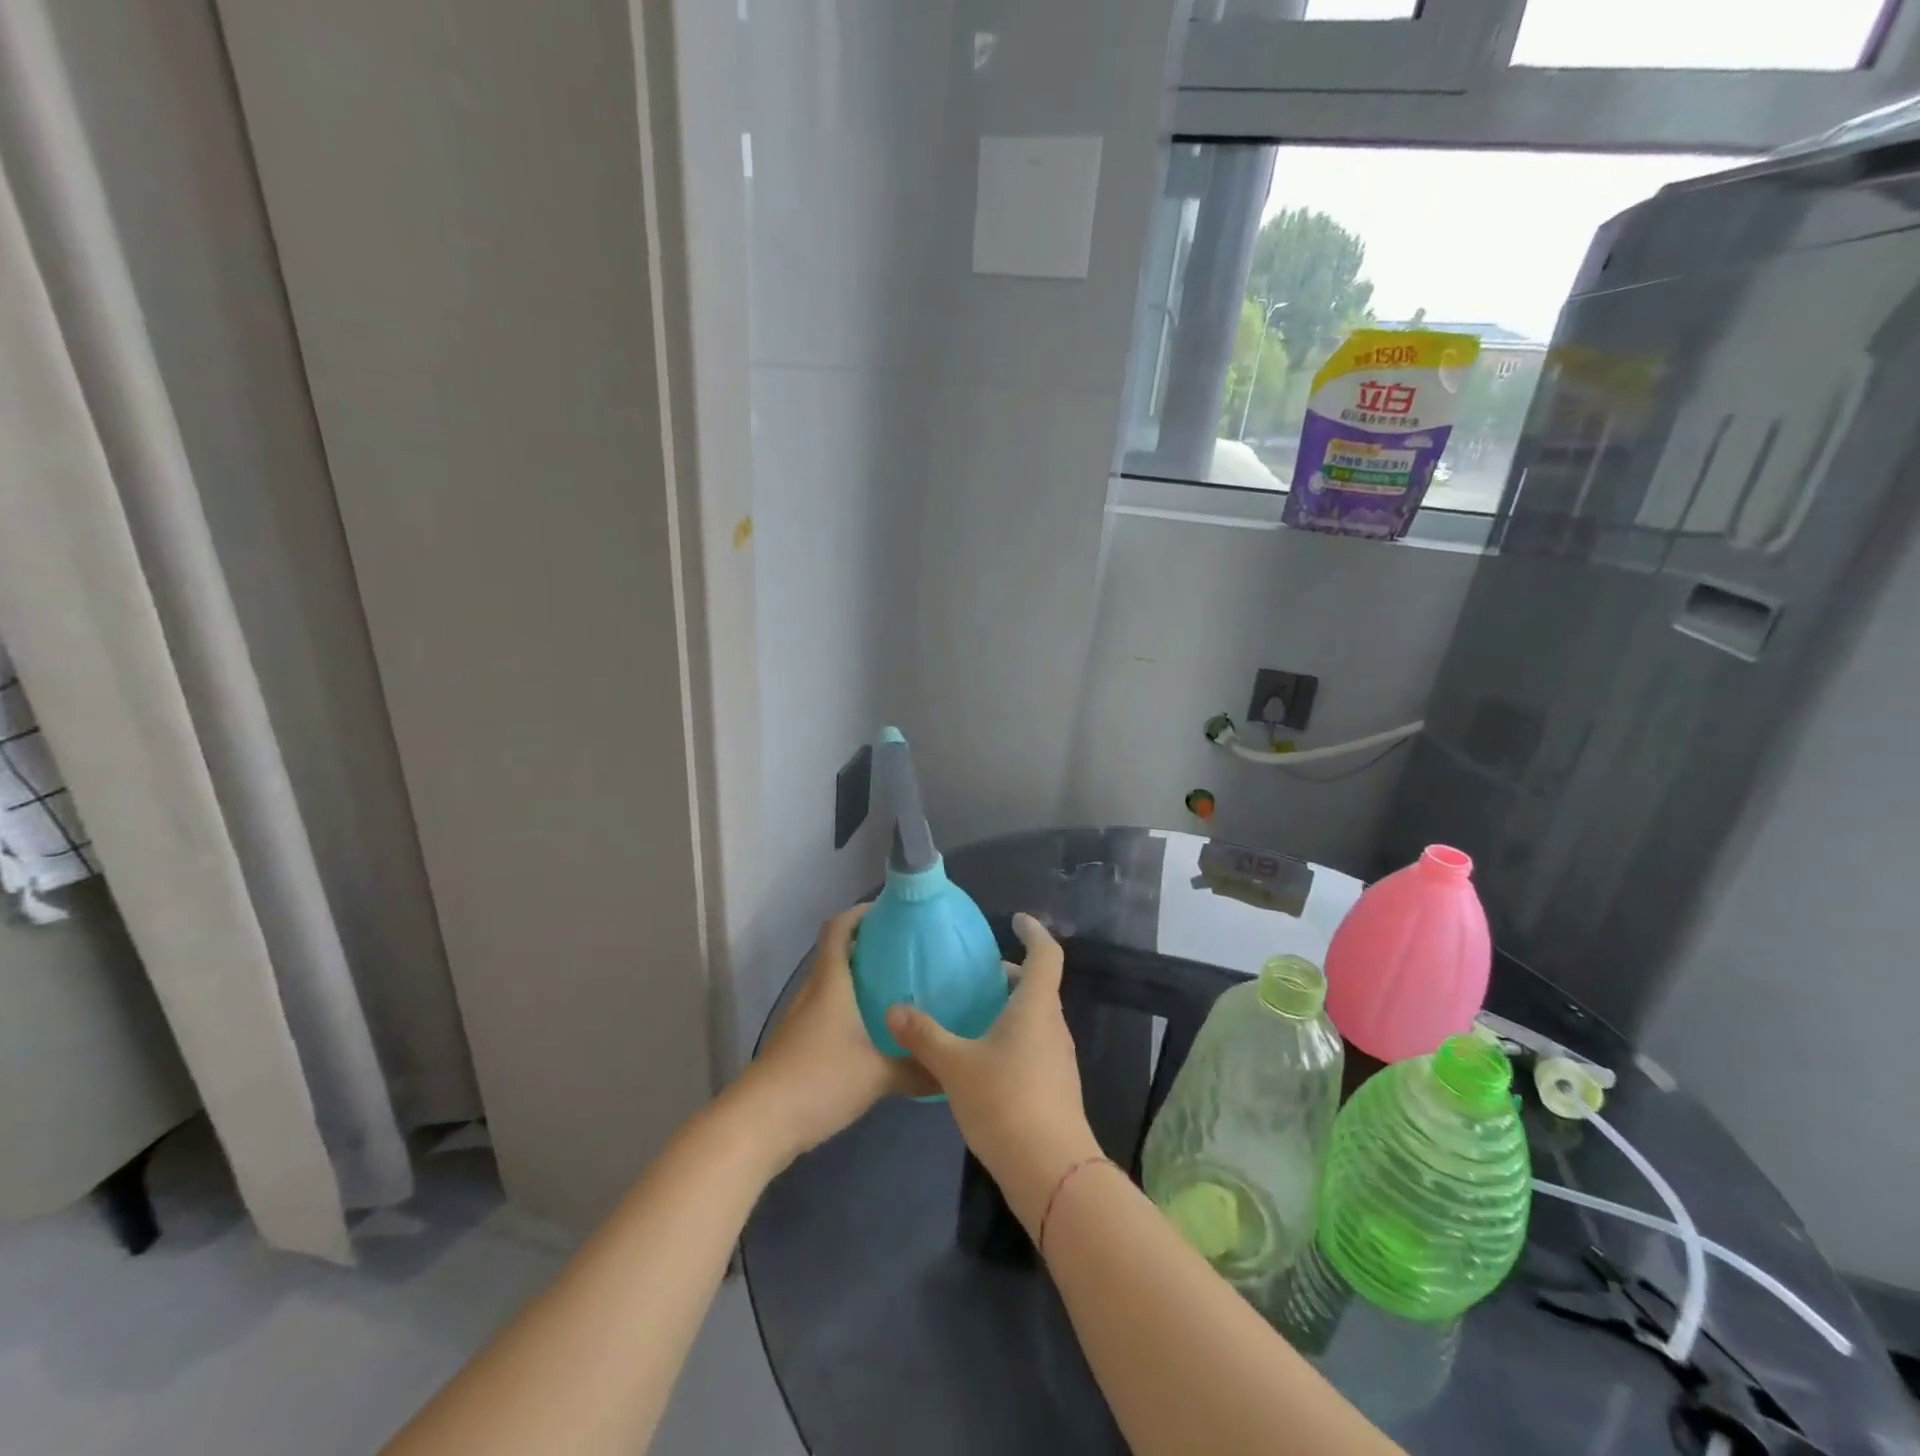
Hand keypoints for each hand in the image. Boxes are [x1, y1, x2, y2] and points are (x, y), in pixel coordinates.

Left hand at [733, 904, 927, 1164]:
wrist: (758, 1124)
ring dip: (856, 980)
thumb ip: (915, 1069)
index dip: (860, 913)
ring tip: (894, 991)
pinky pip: (825, 1013)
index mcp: (830, 984)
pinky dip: (847, 1010)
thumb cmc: (818, 1081)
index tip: (890, 912)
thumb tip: (949, 1069)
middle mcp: (812, 993)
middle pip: (835, 954)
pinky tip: (870, 1033)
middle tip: (905, 954)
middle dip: (867, 947)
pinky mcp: (795, 1046)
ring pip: (830, 985)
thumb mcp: (877, 1076)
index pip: (838, 929)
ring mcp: (800, 1020)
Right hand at [886, 913, 1100, 1233]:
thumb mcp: (955, 1065)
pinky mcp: (1055, 1085)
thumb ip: (924, 1035)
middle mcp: (1052, 1024)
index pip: (1046, 953)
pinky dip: (1013, 1036)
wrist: (1051, 1171)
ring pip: (1036, 1017)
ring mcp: (1058, 1057)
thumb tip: (893, 1010)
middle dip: (1010, 975)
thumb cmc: (1005, 1102)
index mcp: (1035, 1006)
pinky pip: (1035, 1044)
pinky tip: (983, 1059)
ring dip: (1010, 1007)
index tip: (1016, 920)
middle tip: (977, 975)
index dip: (1034, 931)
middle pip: (1038, 986)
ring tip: (973, 1014)